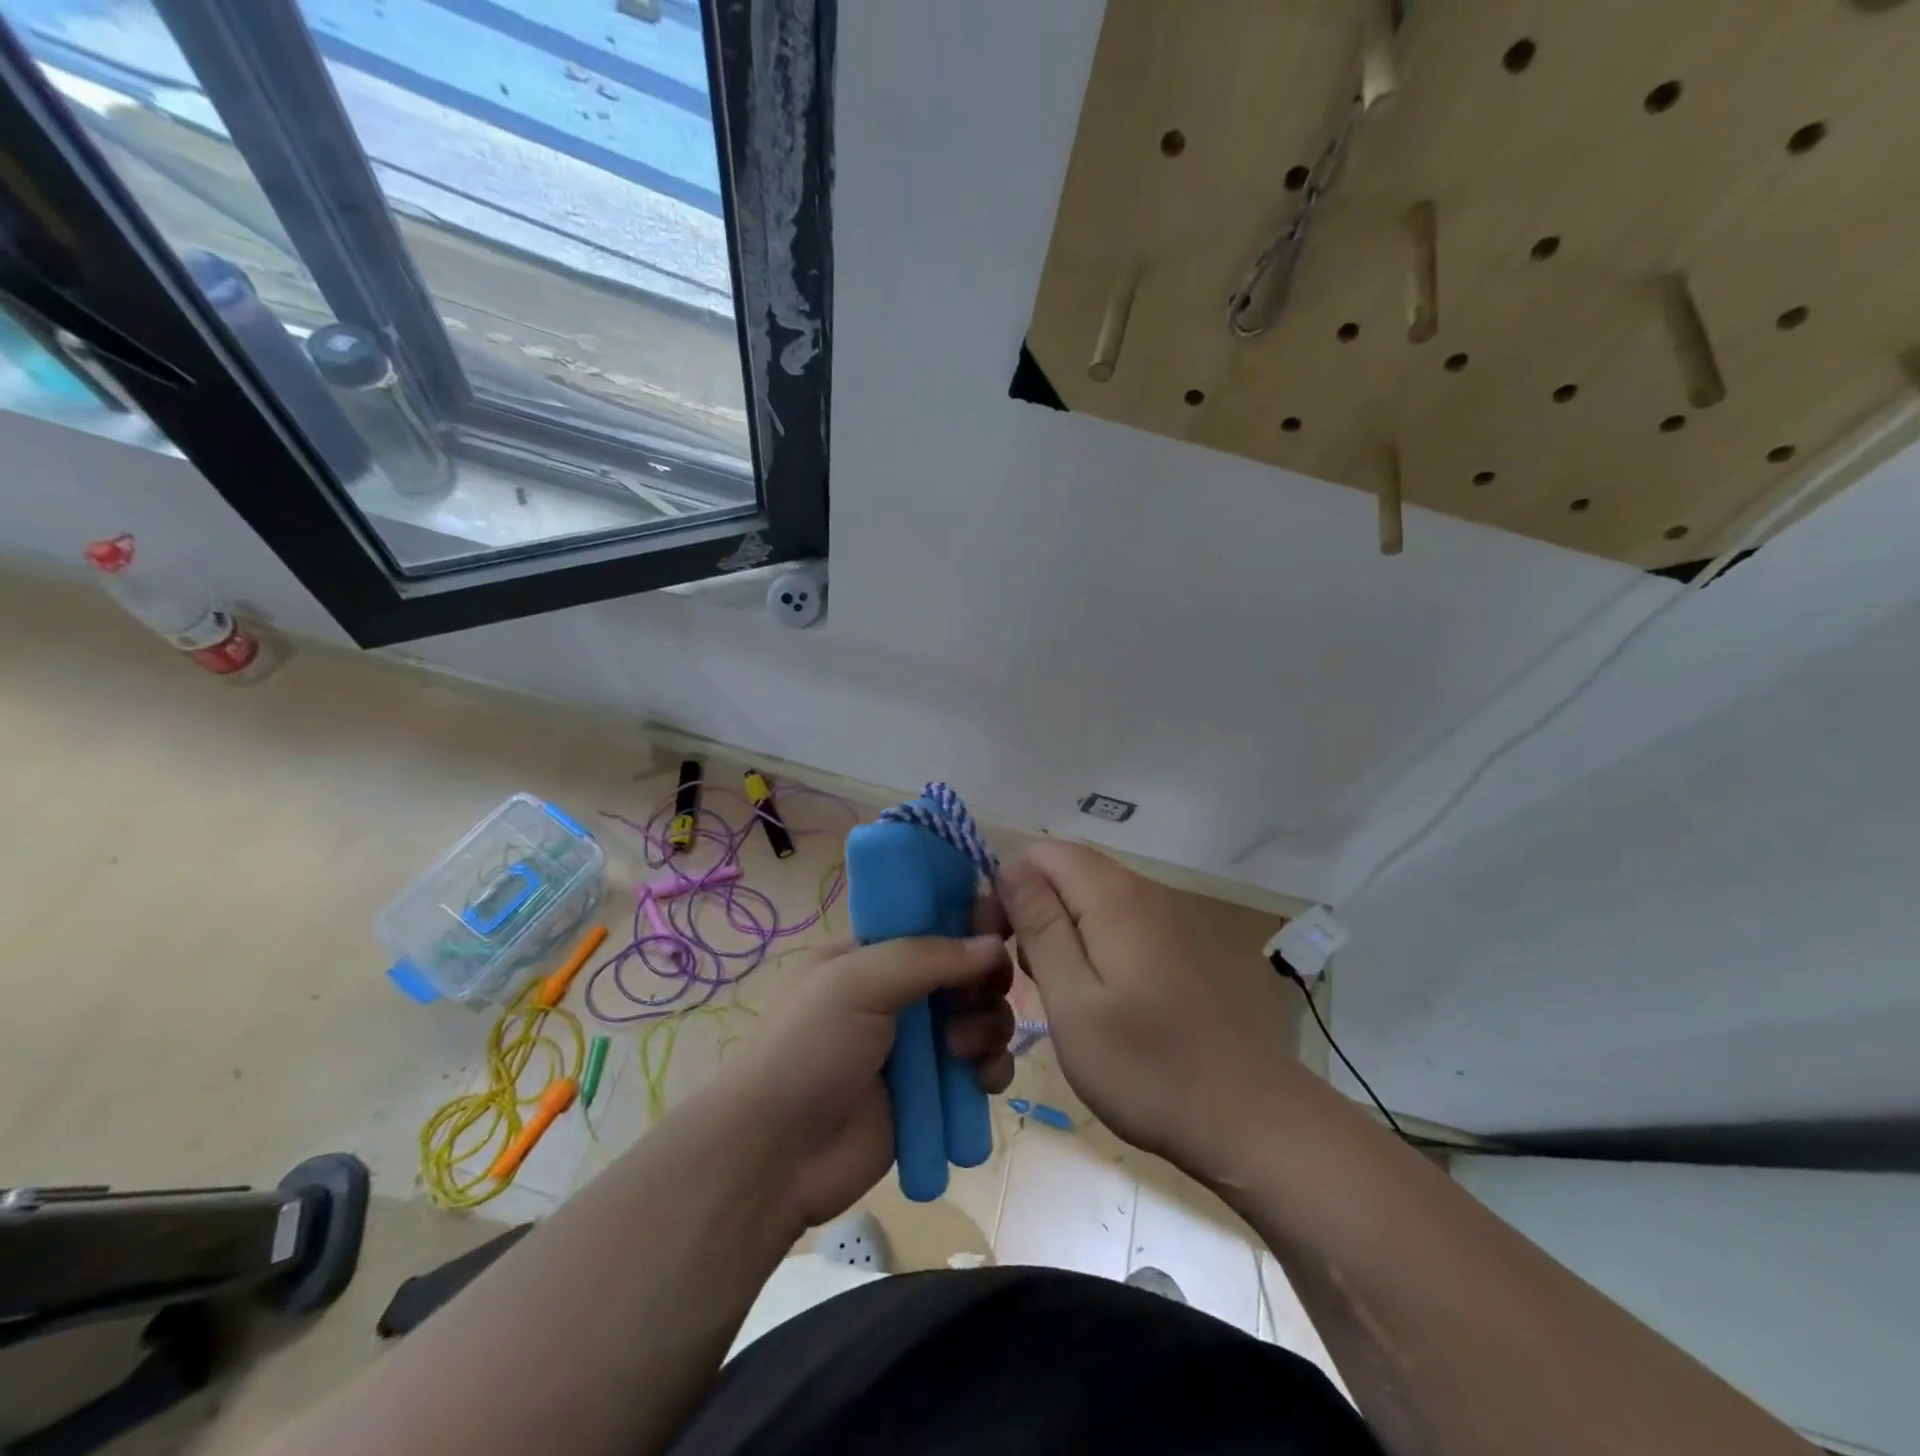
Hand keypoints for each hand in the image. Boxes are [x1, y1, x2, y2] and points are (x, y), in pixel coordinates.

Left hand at [717, 928, 1014, 1229]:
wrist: (777, 1156)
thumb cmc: (809, 1049)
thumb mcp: (857, 982)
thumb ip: (927, 956)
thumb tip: (994, 944)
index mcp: (872, 953)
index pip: (933, 922)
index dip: (969, 923)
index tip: (999, 932)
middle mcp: (899, 992)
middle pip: (966, 971)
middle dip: (982, 983)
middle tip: (976, 999)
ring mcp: (918, 1044)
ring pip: (981, 1017)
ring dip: (987, 1027)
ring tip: (961, 1051)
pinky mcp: (934, 1092)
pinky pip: (981, 1067)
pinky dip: (991, 1068)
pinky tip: (982, 1081)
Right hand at [998, 842, 1300, 1184]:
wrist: (1249, 1118)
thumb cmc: (1147, 1066)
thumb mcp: (1073, 1000)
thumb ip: (1039, 926)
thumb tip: (1009, 866)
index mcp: (1114, 896)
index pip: (1040, 852)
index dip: (1006, 886)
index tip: (995, 942)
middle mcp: (1144, 891)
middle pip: (1067, 871)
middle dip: (1031, 910)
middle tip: (1023, 975)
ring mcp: (1169, 916)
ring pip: (1092, 897)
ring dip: (1061, 930)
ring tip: (1056, 991)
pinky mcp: (1182, 944)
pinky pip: (1120, 921)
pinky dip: (1093, 943)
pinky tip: (1097, 996)